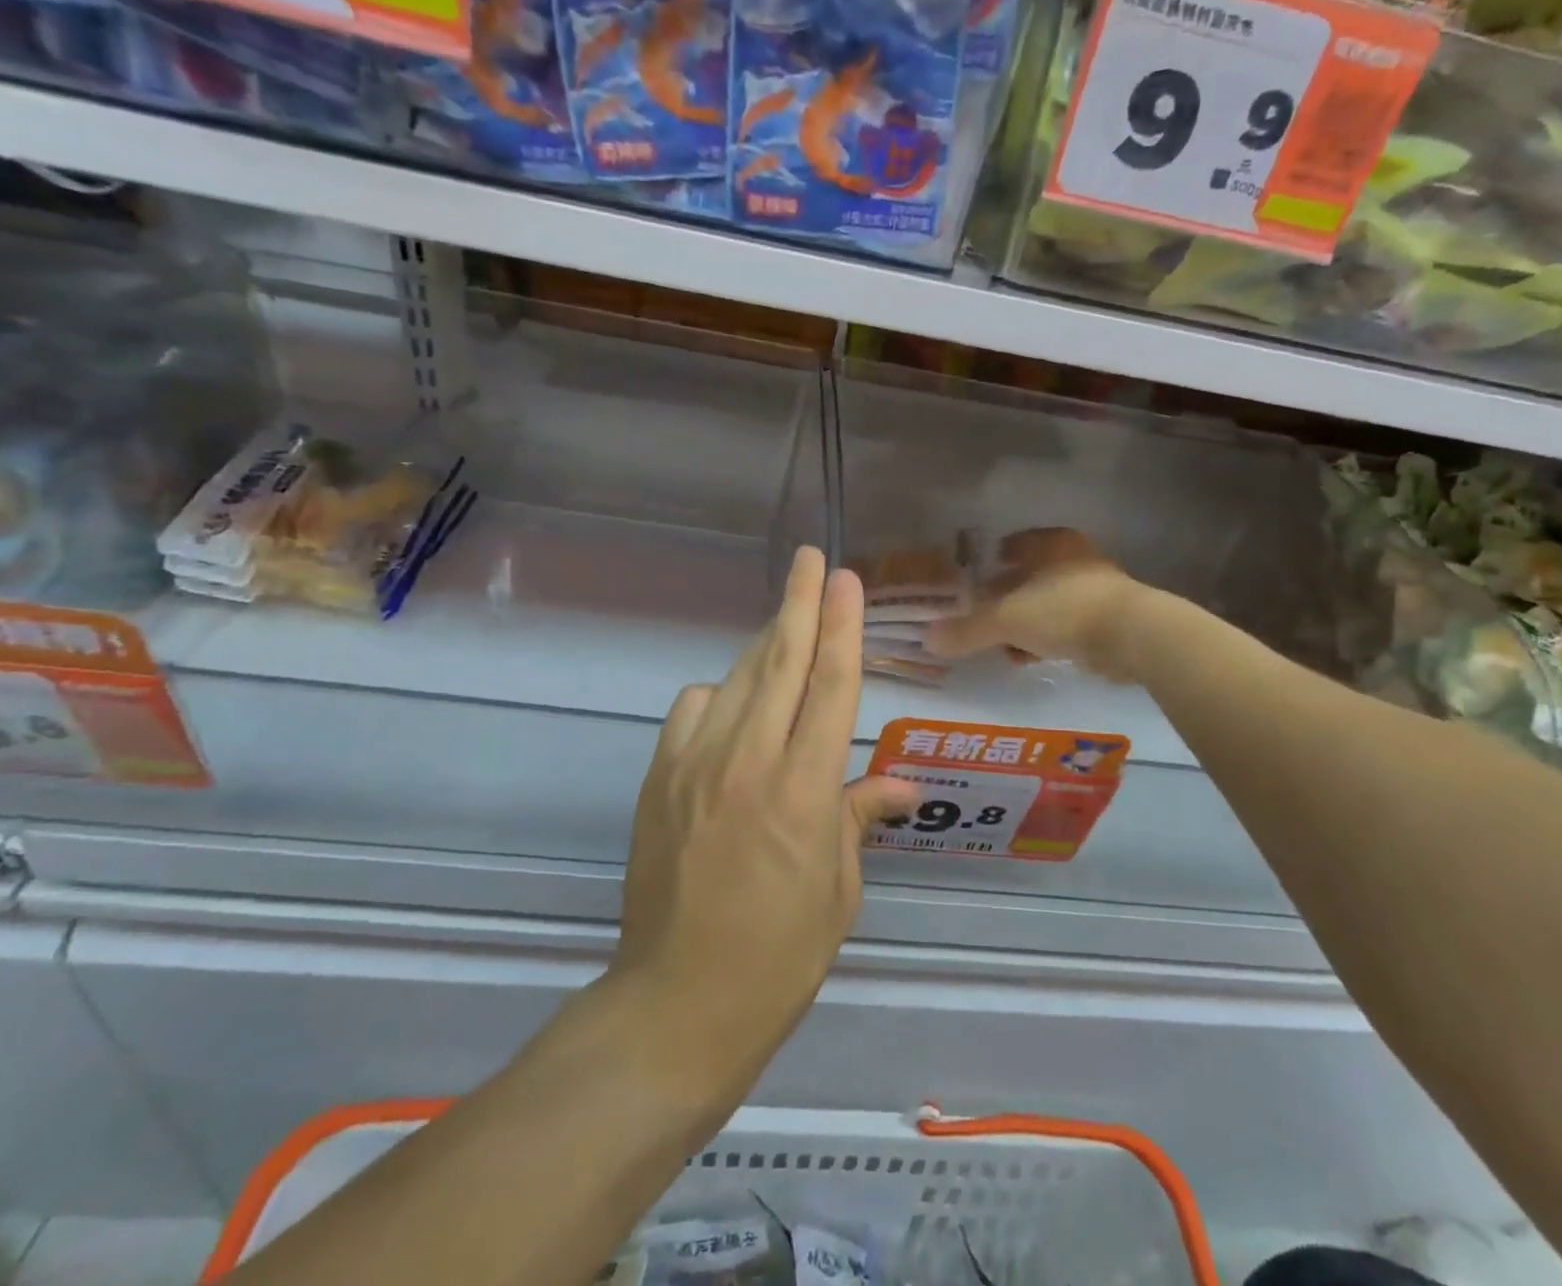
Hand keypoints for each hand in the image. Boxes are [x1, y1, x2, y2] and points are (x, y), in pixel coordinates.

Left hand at [611, 547, 915, 1088]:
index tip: (846, 580)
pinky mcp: (659, 777)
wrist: (678, 1002)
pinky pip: (692, 710)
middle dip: (799, 603)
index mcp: (803, 790)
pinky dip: (718, 694)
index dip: (843, 626)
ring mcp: (695, 765)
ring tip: (788, 621)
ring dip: (766, 644)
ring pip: (737, 678)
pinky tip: (733, 704)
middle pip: (781, 661)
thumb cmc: (779, 955)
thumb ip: (860, 817)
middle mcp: (749, 761)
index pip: (831, 685)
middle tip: (809, 559)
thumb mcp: (838, 889)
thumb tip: (902, 785)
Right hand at [925, 528, 1145, 680]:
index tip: (967, 584)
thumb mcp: (1007, 619)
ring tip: (998, 646)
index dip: (986, 562)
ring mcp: (1092, 589)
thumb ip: (968, 629)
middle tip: (976, 618)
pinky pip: (1062, 626)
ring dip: (1021, 624)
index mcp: (1050, 543)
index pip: (1010, 545)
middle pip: (1025, 577)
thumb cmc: (1064, 609)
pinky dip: (1043, 640)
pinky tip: (1026, 659)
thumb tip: (928, 638)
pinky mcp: (1105, 619)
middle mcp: (1072, 558)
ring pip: (1043, 603)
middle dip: (1001, 599)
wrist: (1132, 636)